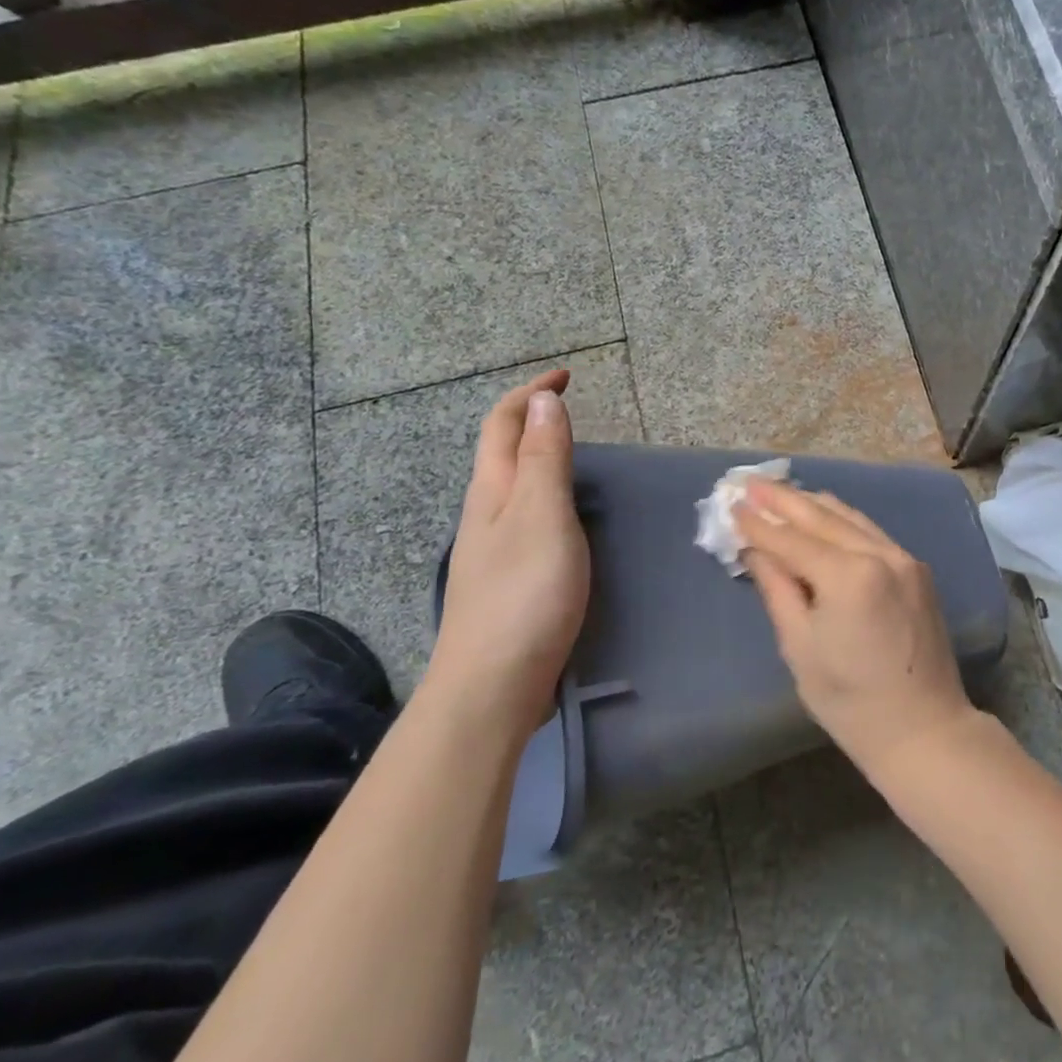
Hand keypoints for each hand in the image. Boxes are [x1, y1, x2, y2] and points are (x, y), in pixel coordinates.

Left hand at [429, 368, 589, 733]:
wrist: (492, 686)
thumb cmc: (524, 594)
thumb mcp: (542, 516)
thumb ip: (546, 459)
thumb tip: (544, 402)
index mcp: (493, 491)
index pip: (504, 424)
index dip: (531, 394)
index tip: (567, 376)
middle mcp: (486, 512)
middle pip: (501, 450)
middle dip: (531, 418)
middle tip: (571, 407)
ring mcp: (492, 547)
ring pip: (511, 483)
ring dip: (537, 454)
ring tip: (575, 451)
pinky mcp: (508, 577)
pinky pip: (524, 514)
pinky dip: (546, 492)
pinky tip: (566, 514)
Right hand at [735, 482, 977, 783]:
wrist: (924, 728)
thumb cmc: (851, 701)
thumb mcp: (800, 647)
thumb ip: (778, 589)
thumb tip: (755, 551)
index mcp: (849, 576)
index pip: (792, 540)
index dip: (760, 524)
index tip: (733, 504)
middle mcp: (881, 554)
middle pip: (823, 517)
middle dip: (784, 500)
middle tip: (750, 483)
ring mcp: (904, 558)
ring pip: (851, 518)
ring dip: (813, 505)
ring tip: (781, 492)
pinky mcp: (917, 569)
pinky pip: (872, 532)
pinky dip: (842, 521)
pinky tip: (824, 516)